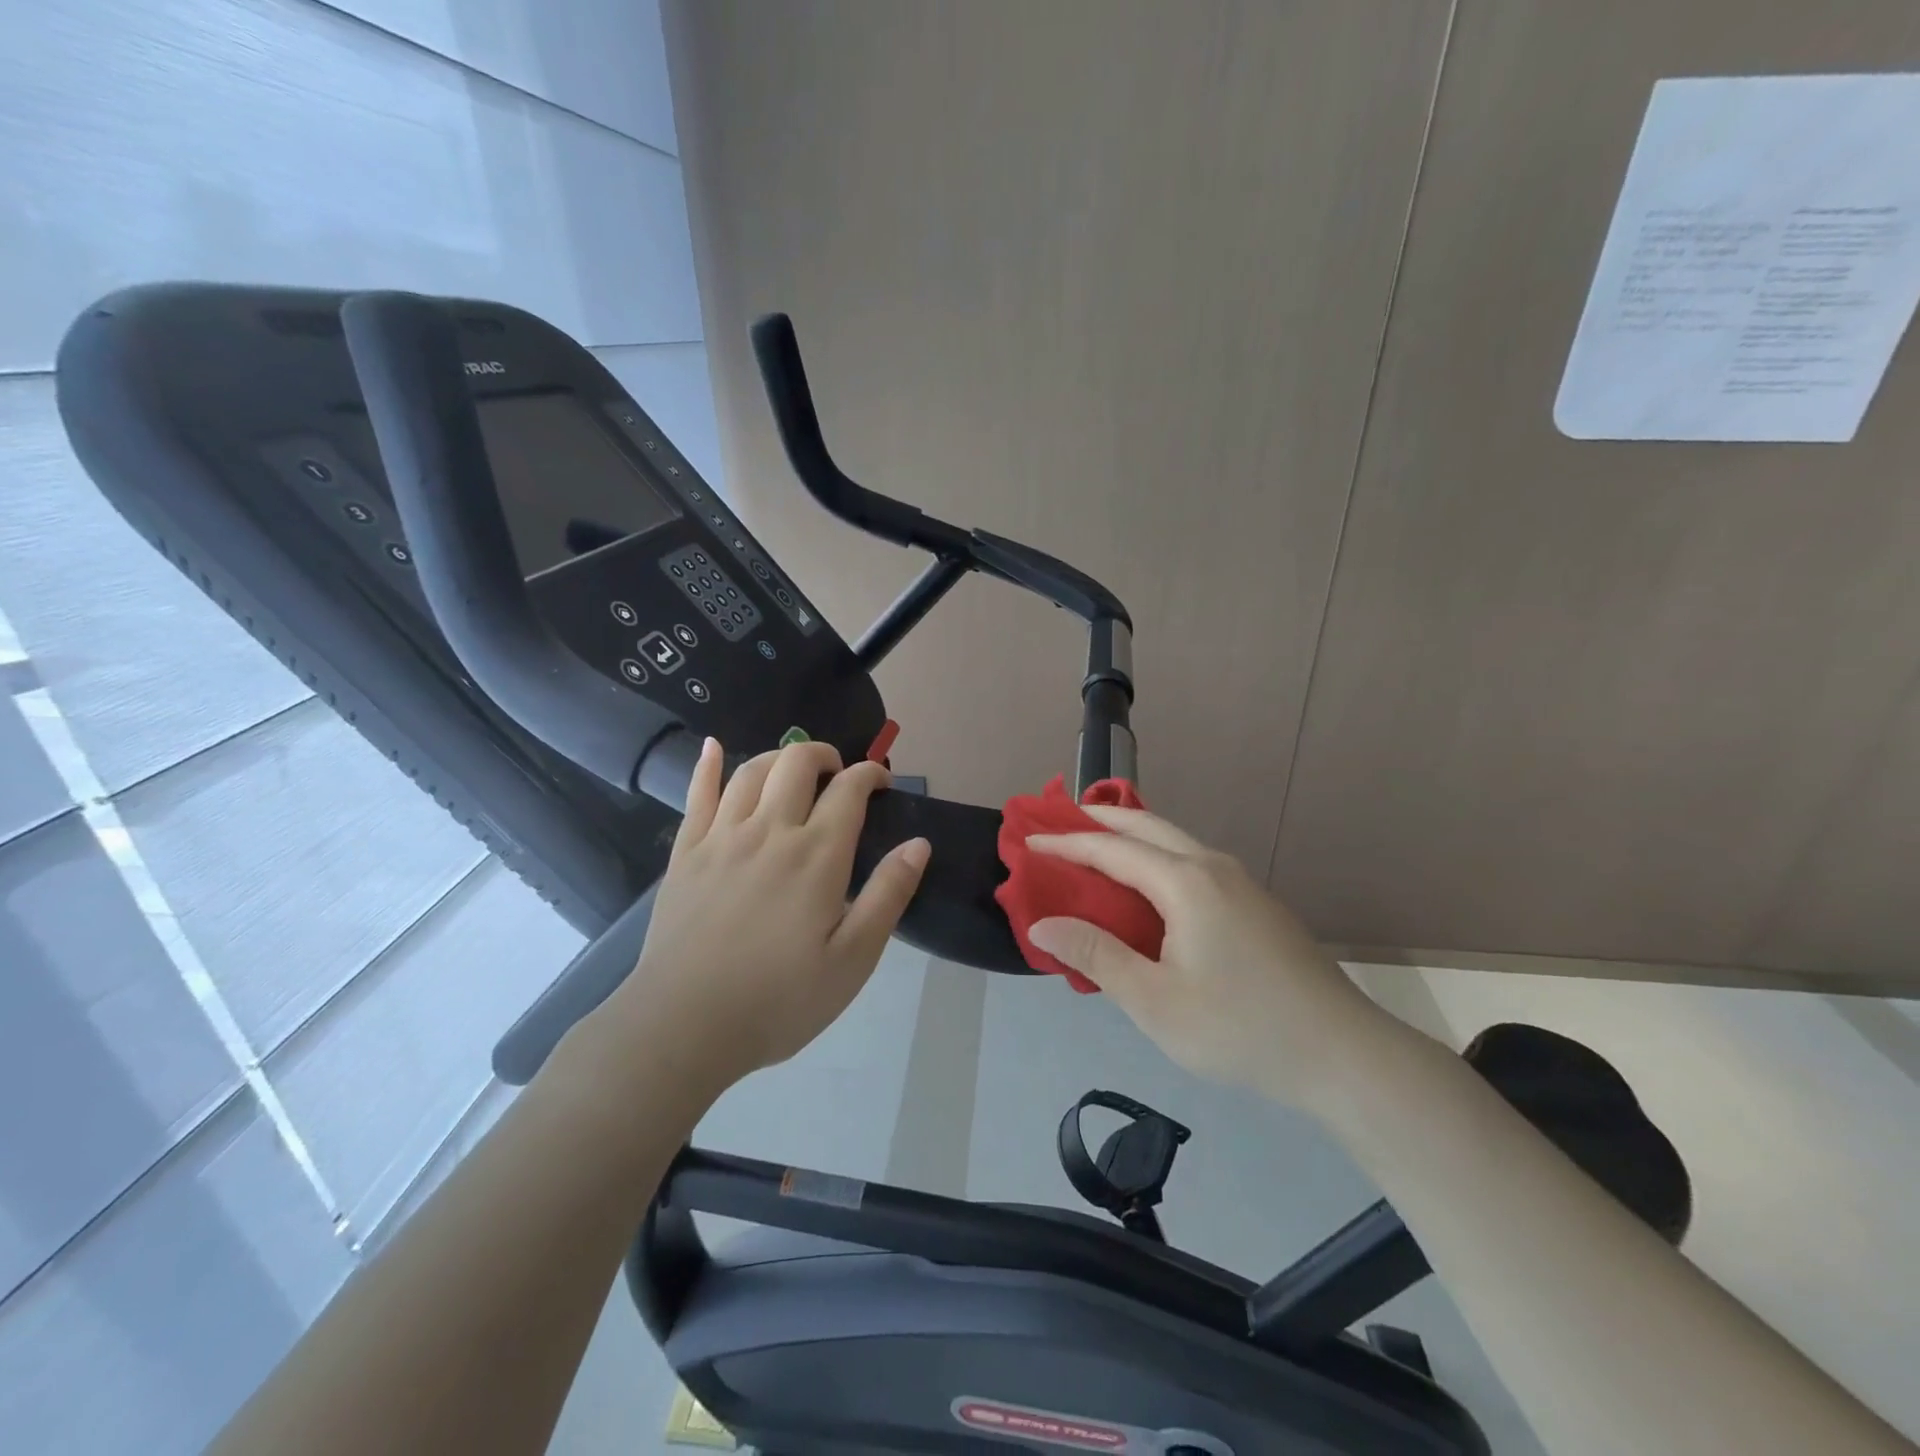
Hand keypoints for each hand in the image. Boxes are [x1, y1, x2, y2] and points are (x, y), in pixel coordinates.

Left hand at [603, 737, 929, 1092]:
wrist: (684, 1026)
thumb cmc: (779, 1000)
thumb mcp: (853, 959)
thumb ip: (888, 895)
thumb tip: (919, 843)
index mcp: (816, 855)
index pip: (849, 790)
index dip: (870, 775)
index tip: (882, 784)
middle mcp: (770, 831)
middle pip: (797, 763)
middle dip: (825, 755)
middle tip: (838, 774)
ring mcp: (721, 838)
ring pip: (751, 770)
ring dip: (779, 757)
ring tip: (793, 769)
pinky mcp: (685, 853)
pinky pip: (696, 793)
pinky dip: (707, 764)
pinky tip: (714, 747)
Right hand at [1026, 808, 1391, 1107]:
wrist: (1343, 1055)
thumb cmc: (1239, 1028)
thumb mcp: (1154, 1001)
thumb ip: (1095, 955)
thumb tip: (1042, 922)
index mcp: (1185, 882)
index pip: (1111, 849)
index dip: (1066, 845)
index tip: (1028, 844)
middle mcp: (1212, 867)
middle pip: (1147, 825)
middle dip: (1101, 818)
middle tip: (1060, 821)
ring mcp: (1240, 883)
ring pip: (1174, 841)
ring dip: (1131, 836)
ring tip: (1097, 845)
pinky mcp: (1256, 904)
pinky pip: (1192, 862)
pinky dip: (1156, 857)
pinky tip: (1149, 887)